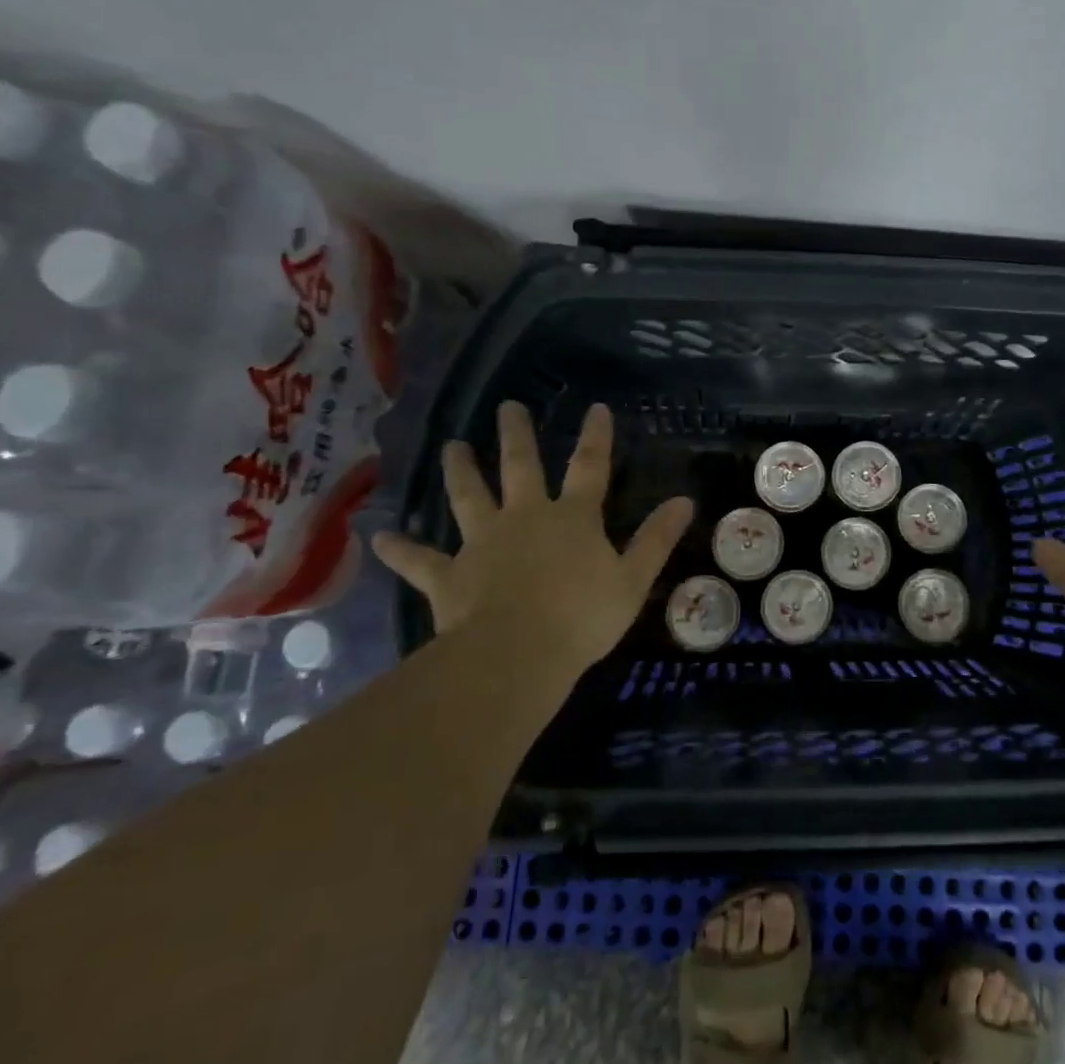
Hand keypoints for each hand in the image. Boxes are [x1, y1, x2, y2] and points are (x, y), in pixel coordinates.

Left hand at [372, 401, 693, 688]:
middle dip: (517, 435)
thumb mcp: (633, 580)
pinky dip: (401, 550)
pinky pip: (421, 560)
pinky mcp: (449, 575)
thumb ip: (656, 539)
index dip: (595, 437)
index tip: (595, 408)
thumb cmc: (582, 617)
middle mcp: (525, 518)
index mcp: (572, 518)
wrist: (517, 656)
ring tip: (452, 446)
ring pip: (468, 497)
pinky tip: (380, 538)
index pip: (589, 467)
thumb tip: (684, 500)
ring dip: (461, 471)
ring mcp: (483, 543)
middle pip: (520, 468)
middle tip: (508, 407)